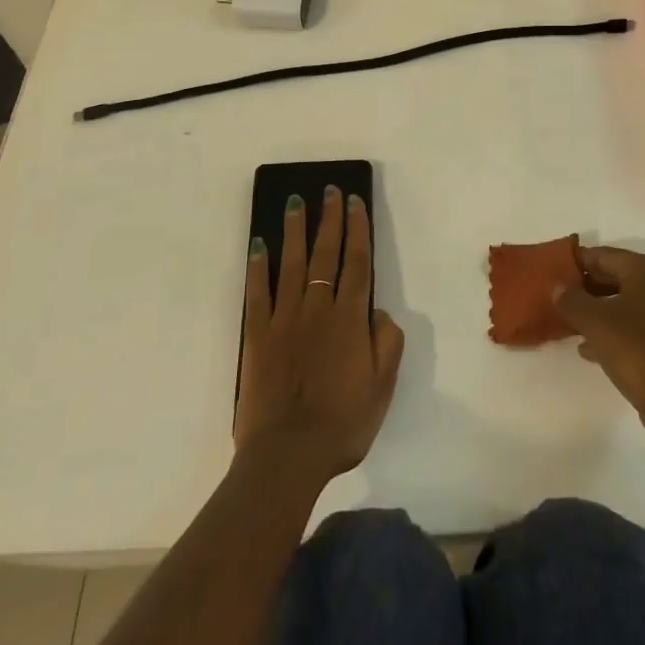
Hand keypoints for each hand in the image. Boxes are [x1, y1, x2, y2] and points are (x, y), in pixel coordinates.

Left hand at [234, 187, 403, 483]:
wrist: (288, 455)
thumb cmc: (343, 423)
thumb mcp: (383, 387)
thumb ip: (387, 343)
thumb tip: (379, 311)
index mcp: (351, 319)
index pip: (357, 263)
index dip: (358, 229)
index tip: (355, 202)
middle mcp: (318, 309)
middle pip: (326, 254)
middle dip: (330, 219)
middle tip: (329, 190)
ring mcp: (285, 319)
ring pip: (291, 264)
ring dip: (294, 230)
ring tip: (295, 202)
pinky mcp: (257, 335)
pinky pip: (257, 293)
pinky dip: (258, 267)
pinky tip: (259, 245)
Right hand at [556, 246, 644, 454]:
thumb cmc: (638, 352)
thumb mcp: (596, 322)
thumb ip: (572, 300)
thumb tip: (559, 287)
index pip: (602, 254)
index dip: (575, 262)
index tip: (549, 273)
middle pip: (614, 277)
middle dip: (584, 287)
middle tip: (554, 298)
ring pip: (622, 305)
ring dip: (595, 311)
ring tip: (566, 322)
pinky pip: (632, 329)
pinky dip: (610, 333)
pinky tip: (588, 349)